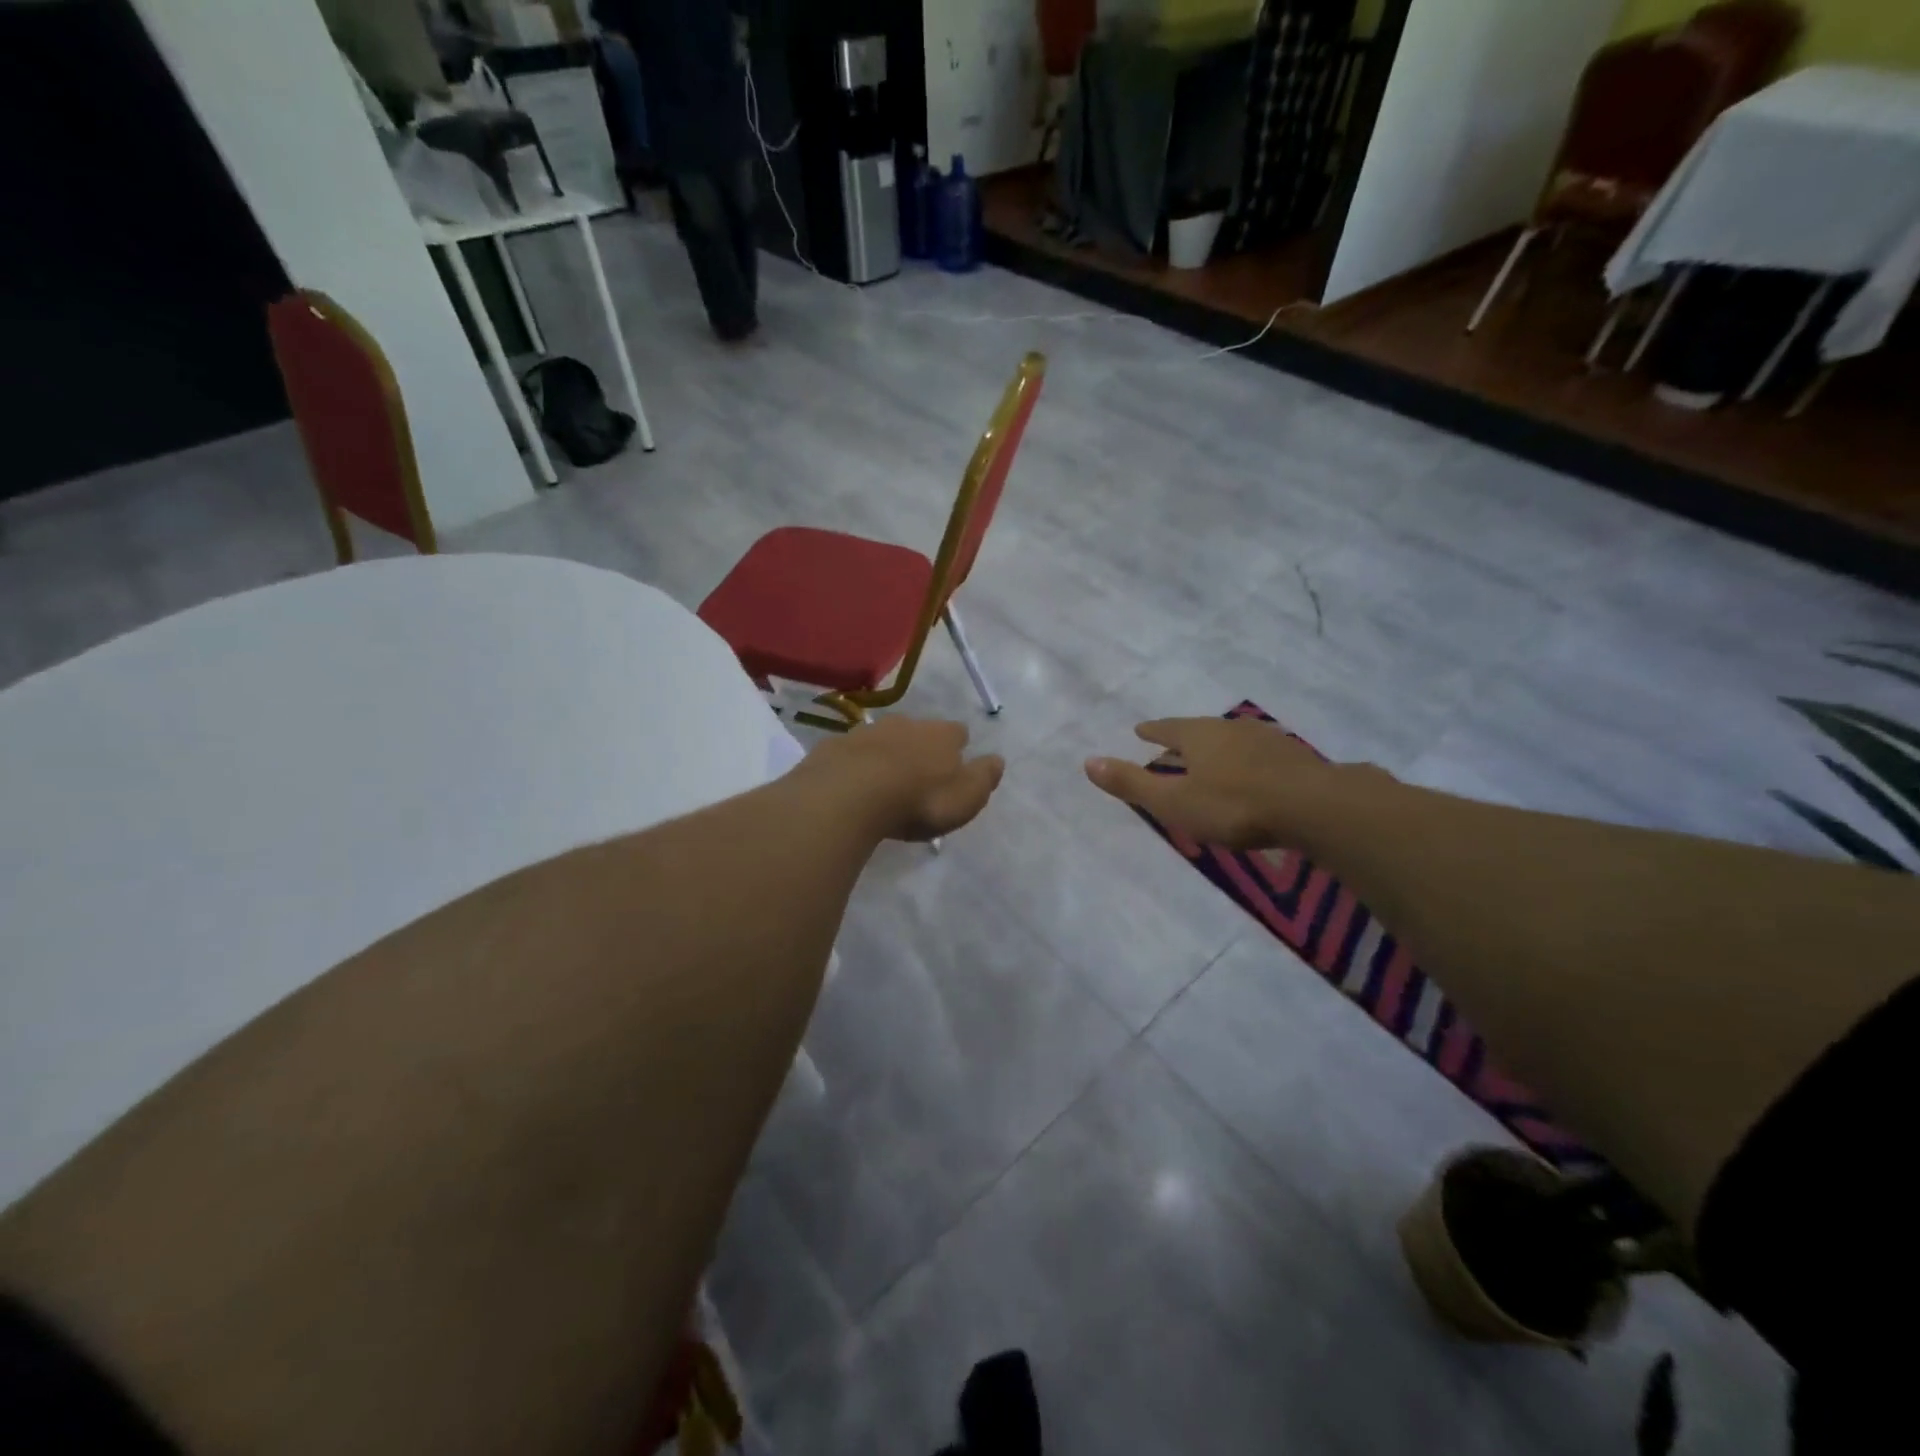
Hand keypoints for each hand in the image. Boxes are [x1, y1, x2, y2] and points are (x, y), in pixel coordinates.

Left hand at [795, 717, 1004, 841]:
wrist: (849, 795)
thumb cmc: (917, 800)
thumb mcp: (965, 798)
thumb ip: (983, 778)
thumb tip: (997, 759)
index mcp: (941, 736)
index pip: (958, 733)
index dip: (957, 747)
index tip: (954, 764)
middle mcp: (906, 724)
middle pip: (918, 730)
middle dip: (919, 747)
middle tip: (917, 774)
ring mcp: (867, 731)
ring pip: (883, 737)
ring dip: (886, 753)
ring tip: (883, 780)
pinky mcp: (835, 745)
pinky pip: (851, 752)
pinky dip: (854, 763)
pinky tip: (850, 783)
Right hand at [1084, 716, 1363, 849]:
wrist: (1313, 806)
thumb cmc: (1234, 805)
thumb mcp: (1174, 801)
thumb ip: (1133, 783)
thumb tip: (1087, 761)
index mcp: (1198, 736)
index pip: (1167, 728)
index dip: (1153, 731)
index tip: (1140, 730)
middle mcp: (1230, 729)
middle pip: (1200, 731)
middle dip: (1184, 739)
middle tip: (1173, 746)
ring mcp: (1266, 740)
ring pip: (1232, 740)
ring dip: (1218, 749)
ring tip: (1211, 759)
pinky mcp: (1294, 758)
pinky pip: (1259, 755)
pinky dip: (1246, 761)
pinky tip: (1252, 774)